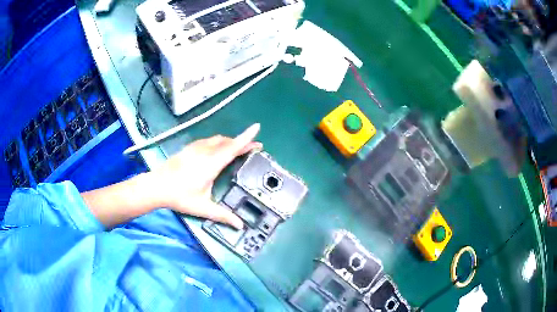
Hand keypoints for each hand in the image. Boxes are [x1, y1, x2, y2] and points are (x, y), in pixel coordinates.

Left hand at [148, 124, 261, 228]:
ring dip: (229, 142)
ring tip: (236, 149)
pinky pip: (208, 141)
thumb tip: (240, 226)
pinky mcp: (188, 148)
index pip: (233, 147)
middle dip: (241, 142)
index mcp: (211, 164)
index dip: (246, 137)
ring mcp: (195, 148)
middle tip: (252, 148)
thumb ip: (223, 216)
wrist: (156, 186)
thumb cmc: (179, 196)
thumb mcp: (202, 208)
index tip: (257, 127)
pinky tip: (216, 151)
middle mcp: (204, 152)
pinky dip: (218, 143)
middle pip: (227, 141)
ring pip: (217, 139)